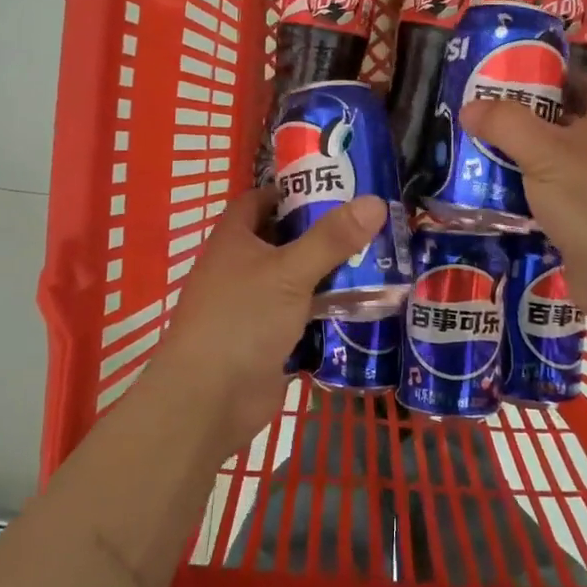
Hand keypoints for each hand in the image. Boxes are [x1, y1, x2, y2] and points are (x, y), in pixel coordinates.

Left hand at [144, 187, 385, 456]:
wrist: (209, 399)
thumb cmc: (241, 320)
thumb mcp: (289, 272)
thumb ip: (331, 239)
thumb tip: (375, 201)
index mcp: (234, 240)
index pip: (258, 200)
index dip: (290, 190)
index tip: (332, 186)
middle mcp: (240, 267)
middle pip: (283, 239)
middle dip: (320, 231)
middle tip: (368, 222)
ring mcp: (254, 305)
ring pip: (296, 278)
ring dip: (328, 271)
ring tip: (377, 258)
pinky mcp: (268, 339)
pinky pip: (303, 314)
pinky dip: (327, 308)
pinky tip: (364, 303)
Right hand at [460, 77, 586, 334]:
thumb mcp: (544, 152)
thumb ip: (506, 124)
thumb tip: (469, 107)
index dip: (559, 77)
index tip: (519, 77)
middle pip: (564, 125)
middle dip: (526, 121)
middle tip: (483, 118)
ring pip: (552, 166)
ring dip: (520, 162)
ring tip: (477, 157)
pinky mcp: (584, 225)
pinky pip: (548, 202)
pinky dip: (524, 200)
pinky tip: (493, 201)